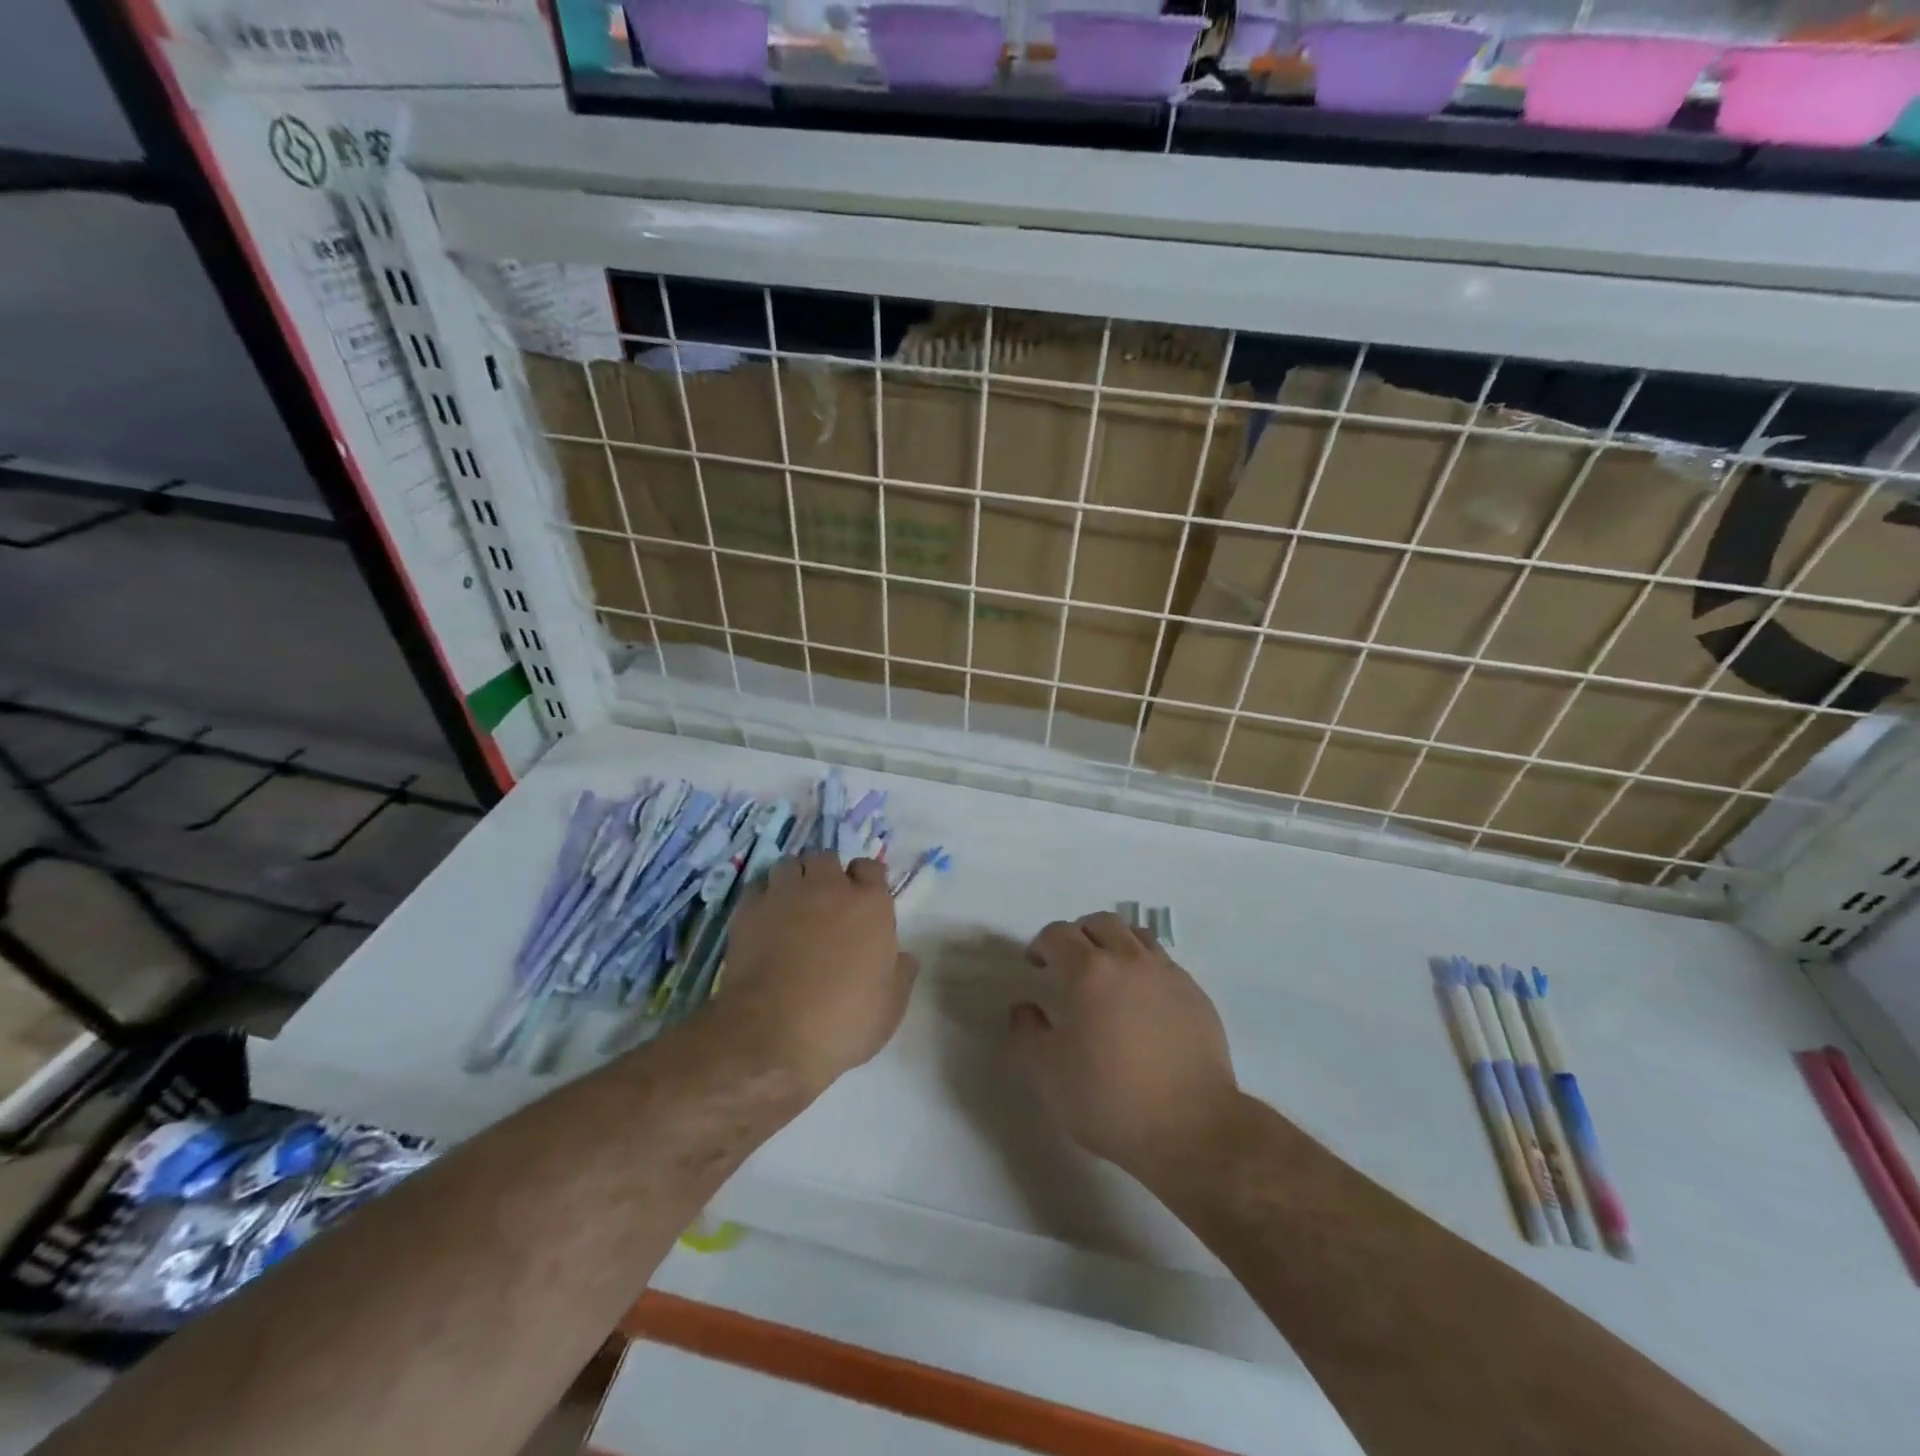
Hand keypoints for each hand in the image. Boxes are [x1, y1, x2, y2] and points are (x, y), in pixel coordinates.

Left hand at [715, 852, 917, 1095]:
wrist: (770, 1033)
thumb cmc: (841, 1021)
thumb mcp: (890, 1009)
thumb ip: (901, 974)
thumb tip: (903, 957)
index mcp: (870, 905)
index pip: (871, 868)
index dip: (867, 882)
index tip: (863, 902)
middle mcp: (829, 888)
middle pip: (828, 859)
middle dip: (828, 875)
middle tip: (826, 903)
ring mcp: (785, 894)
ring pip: (790, 865)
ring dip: (795, 879)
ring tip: (793, 905)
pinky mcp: (749, 909)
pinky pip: (759, 887)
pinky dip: (764, 898)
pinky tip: (765, 920)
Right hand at [1011, 912, 1241, 1182]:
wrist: (1193, 1128)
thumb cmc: (1110, 1100)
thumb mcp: (1047, 1074)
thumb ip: (1026, 1032)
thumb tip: (1024, 1007)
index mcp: (1088, 972)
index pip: (1058, 934)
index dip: (1041, 945)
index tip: (1036, 965)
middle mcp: (1128, 960)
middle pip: (1100, 923)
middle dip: (1078, 935)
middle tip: (1069, 964)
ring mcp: (1167, 973)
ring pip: (1136, 936)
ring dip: (1114, 944)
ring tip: (1107, 974)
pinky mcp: (1195, 994)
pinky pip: (1163, 963)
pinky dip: (1144, 968)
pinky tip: (1142, 1002)